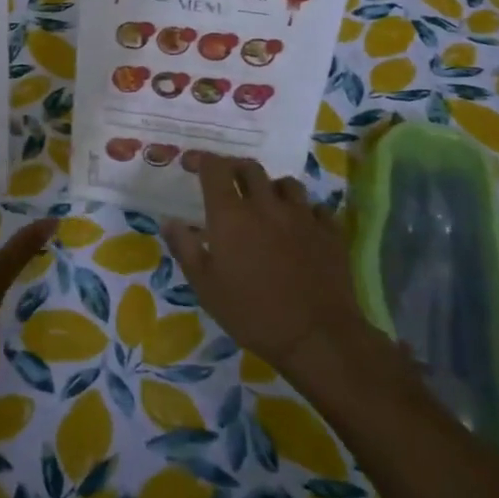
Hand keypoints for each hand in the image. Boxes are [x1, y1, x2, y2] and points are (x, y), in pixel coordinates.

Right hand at [162, 155, 383, 386]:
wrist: (317, 337)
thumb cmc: (252, 313)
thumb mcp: (206, 287)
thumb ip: (185, 248)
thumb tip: (169, 221)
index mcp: (231, 215)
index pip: (215, 169)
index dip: (202, 160)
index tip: (193, 164)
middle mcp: (266, 205)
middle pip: (250, 168)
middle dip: (235, 169)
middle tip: (227, 182)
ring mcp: (302, 216)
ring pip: (286, 183)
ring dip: (271, 187)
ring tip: (266, 202)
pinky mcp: (330, 232)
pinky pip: (315, 208)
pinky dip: (304, 211)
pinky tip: (300, 226)